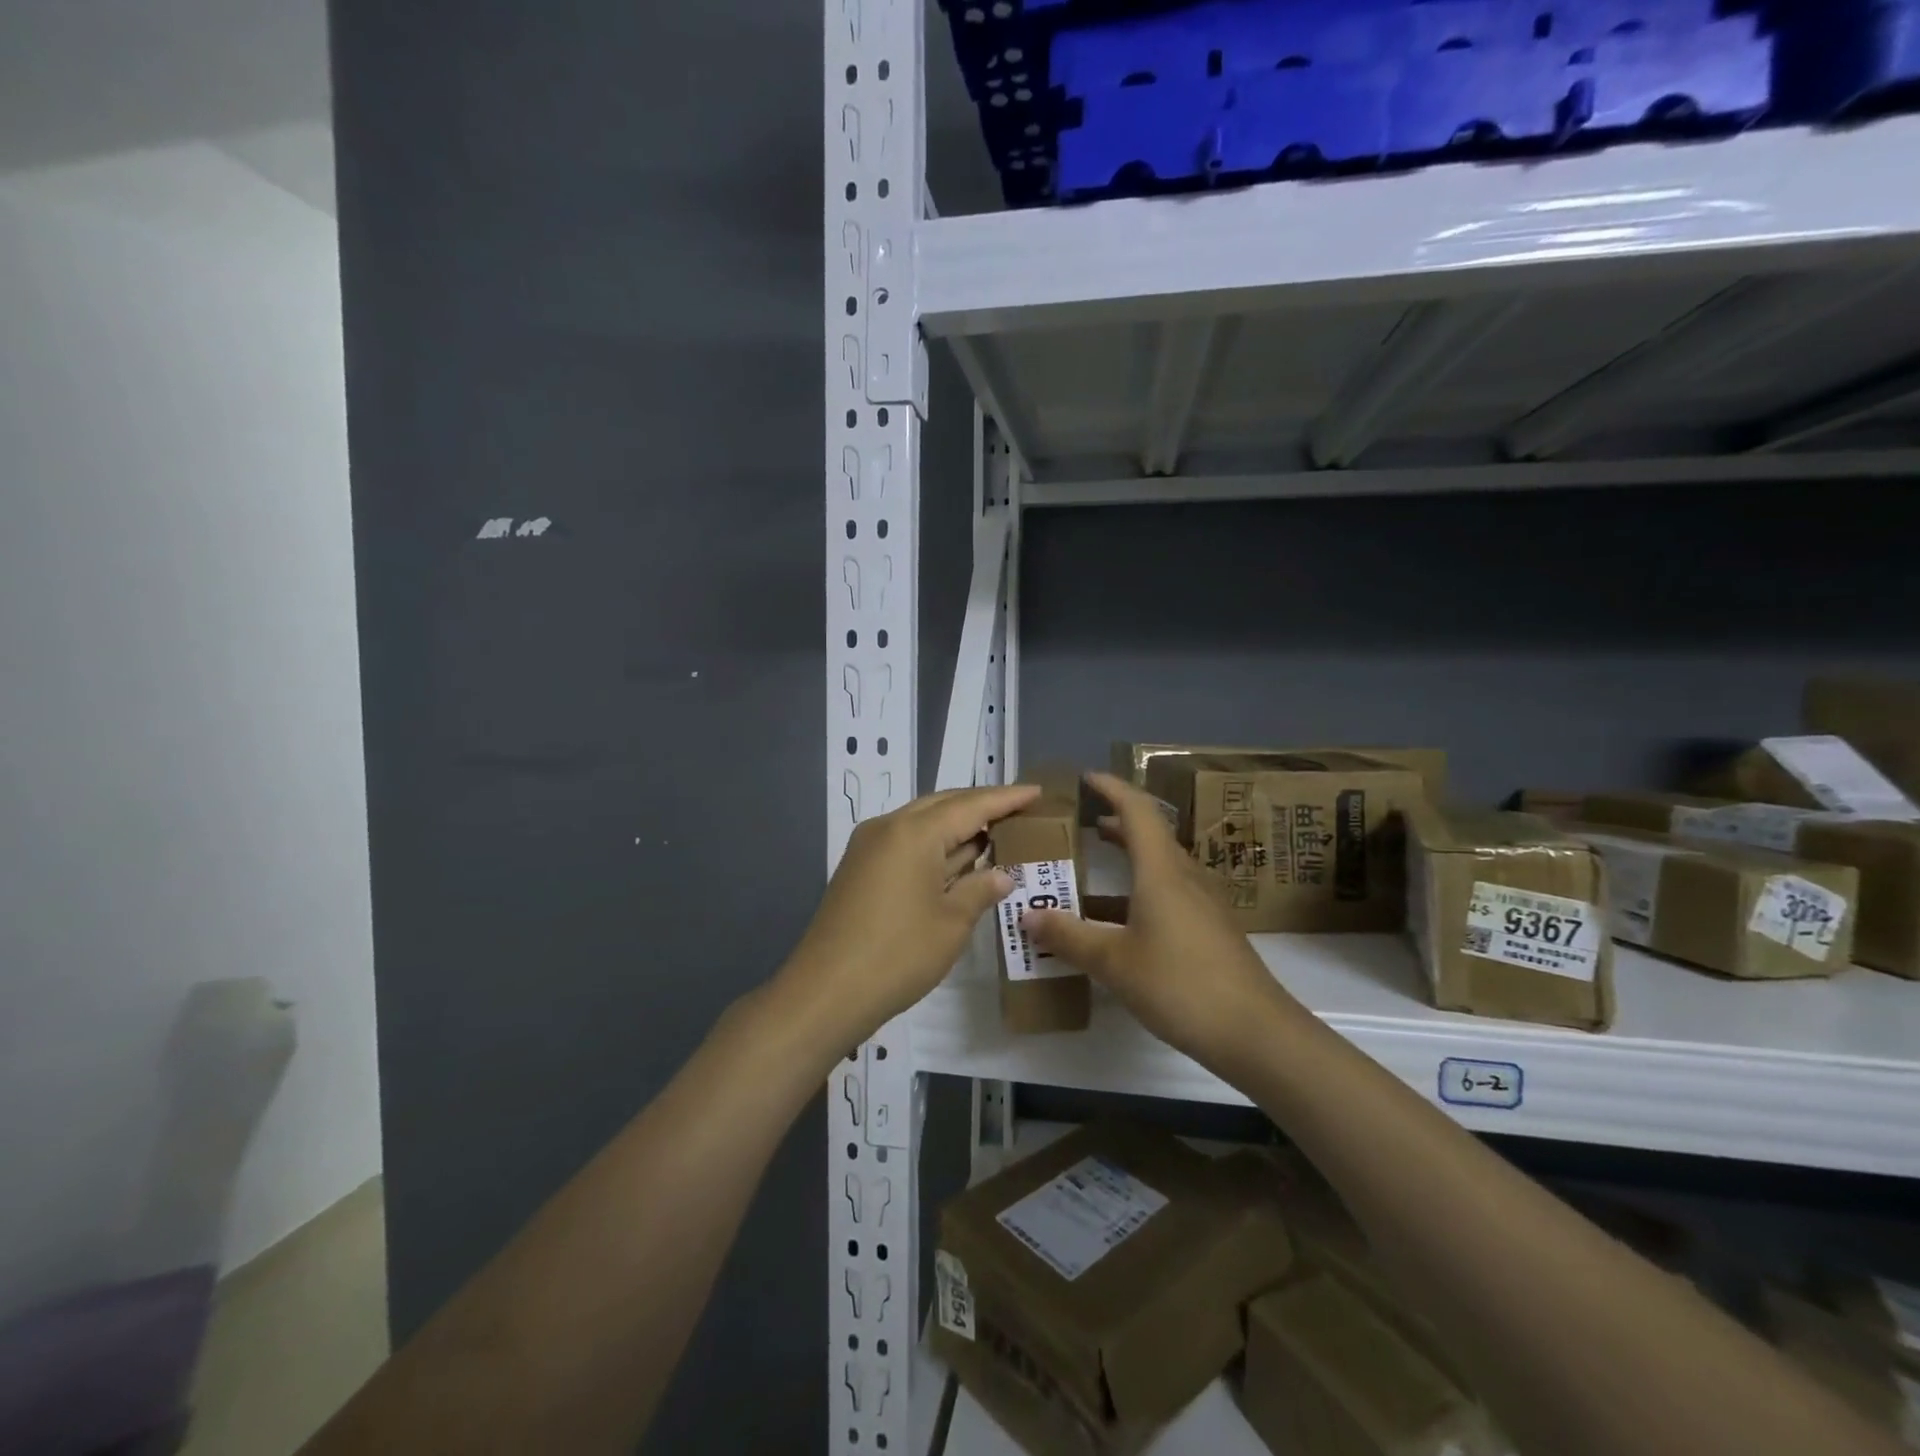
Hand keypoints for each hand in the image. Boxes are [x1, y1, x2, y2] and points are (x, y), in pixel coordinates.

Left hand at [779, 784, 1040, 1044]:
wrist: (826, 991)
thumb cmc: (898, 955)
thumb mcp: (951, 923)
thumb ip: (980, 889)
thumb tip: (1002, 875)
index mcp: (914, 832)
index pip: (971, 805)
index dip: (1006, 799)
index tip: (1036, 792)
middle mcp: (888, 827)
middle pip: (943, 805)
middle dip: (981, 806)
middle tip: (1019, 811)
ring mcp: (869, 847)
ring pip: (922, 823)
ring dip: (957, 827)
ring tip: (995, 832)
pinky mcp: (859, 868)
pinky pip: (905, 842)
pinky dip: (935, 846)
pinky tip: (957, 860)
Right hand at [1024, 773, 1300, 1068]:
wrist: (1255, 1032)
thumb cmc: (1180, 984)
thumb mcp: (1113, 961)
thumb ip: (1068, 935)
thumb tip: (1026, 914)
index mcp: (1161, 870)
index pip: (1137, 810)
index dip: (1112, 788)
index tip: (1086, 778)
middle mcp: (1185, 876)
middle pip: (1151, 834)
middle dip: (1116, 822)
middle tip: (1082, 822)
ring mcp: (1203, 903)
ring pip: (1160, 865)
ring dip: (1128, 858)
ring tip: (1093, 865)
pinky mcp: (1211, 928)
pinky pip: (1169, 892)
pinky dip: (1139, 890)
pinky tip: (1120, 920)